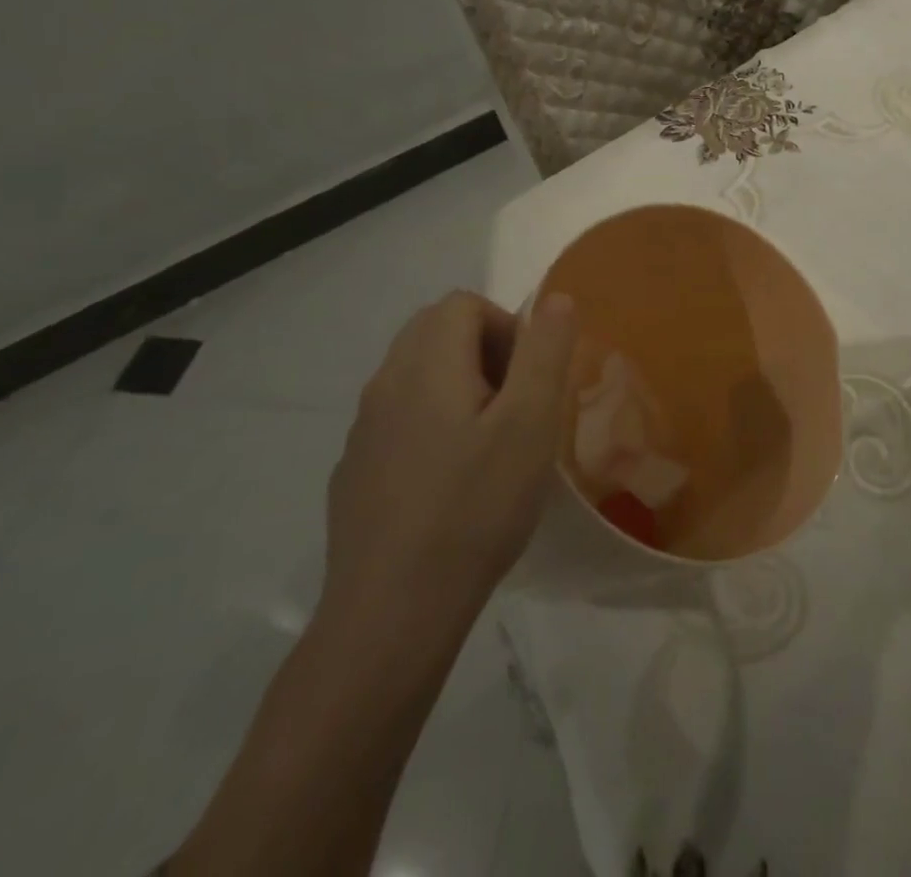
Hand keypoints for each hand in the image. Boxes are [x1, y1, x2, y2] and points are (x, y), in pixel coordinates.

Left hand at [321, 291, 577, 637]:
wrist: (392, 613)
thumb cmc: (475, 507)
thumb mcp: (530, 422)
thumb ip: (545, 351)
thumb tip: (555, 298)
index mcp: (425, 364)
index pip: (464, 304)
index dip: (506, 327)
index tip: (528, 380)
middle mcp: (384, 383)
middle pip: (435, 331)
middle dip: (484, 351)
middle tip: (515, 405)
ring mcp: (363, 430)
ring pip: (416, 375)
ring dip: (458, 387)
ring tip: (489, 445)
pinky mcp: (355, 471)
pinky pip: (398, 419)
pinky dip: (431, 425)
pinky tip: (451, 483)